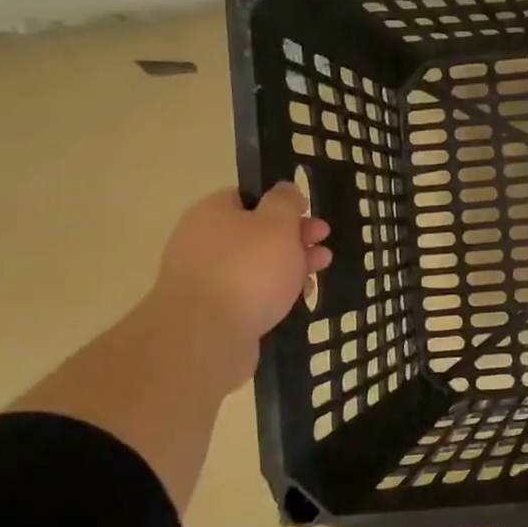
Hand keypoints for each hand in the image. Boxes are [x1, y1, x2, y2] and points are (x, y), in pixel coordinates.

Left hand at [147, 185, 331, 390]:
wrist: (206, 337)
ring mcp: (206, 279)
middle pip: (256, 232)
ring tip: (319, 272)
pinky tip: (297, 300)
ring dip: (290, 266)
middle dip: (294, 237)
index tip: (308, 213)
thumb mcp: (277, 224)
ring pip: (257, 266)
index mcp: (213, 213)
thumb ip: (285, 203)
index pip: (248, 197)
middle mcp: (203, 242)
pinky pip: (250, 294)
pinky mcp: (214, 312)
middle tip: (323, 243)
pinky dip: (274, 294)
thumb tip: (285, 189)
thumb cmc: (247, 270)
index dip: (282, 203)